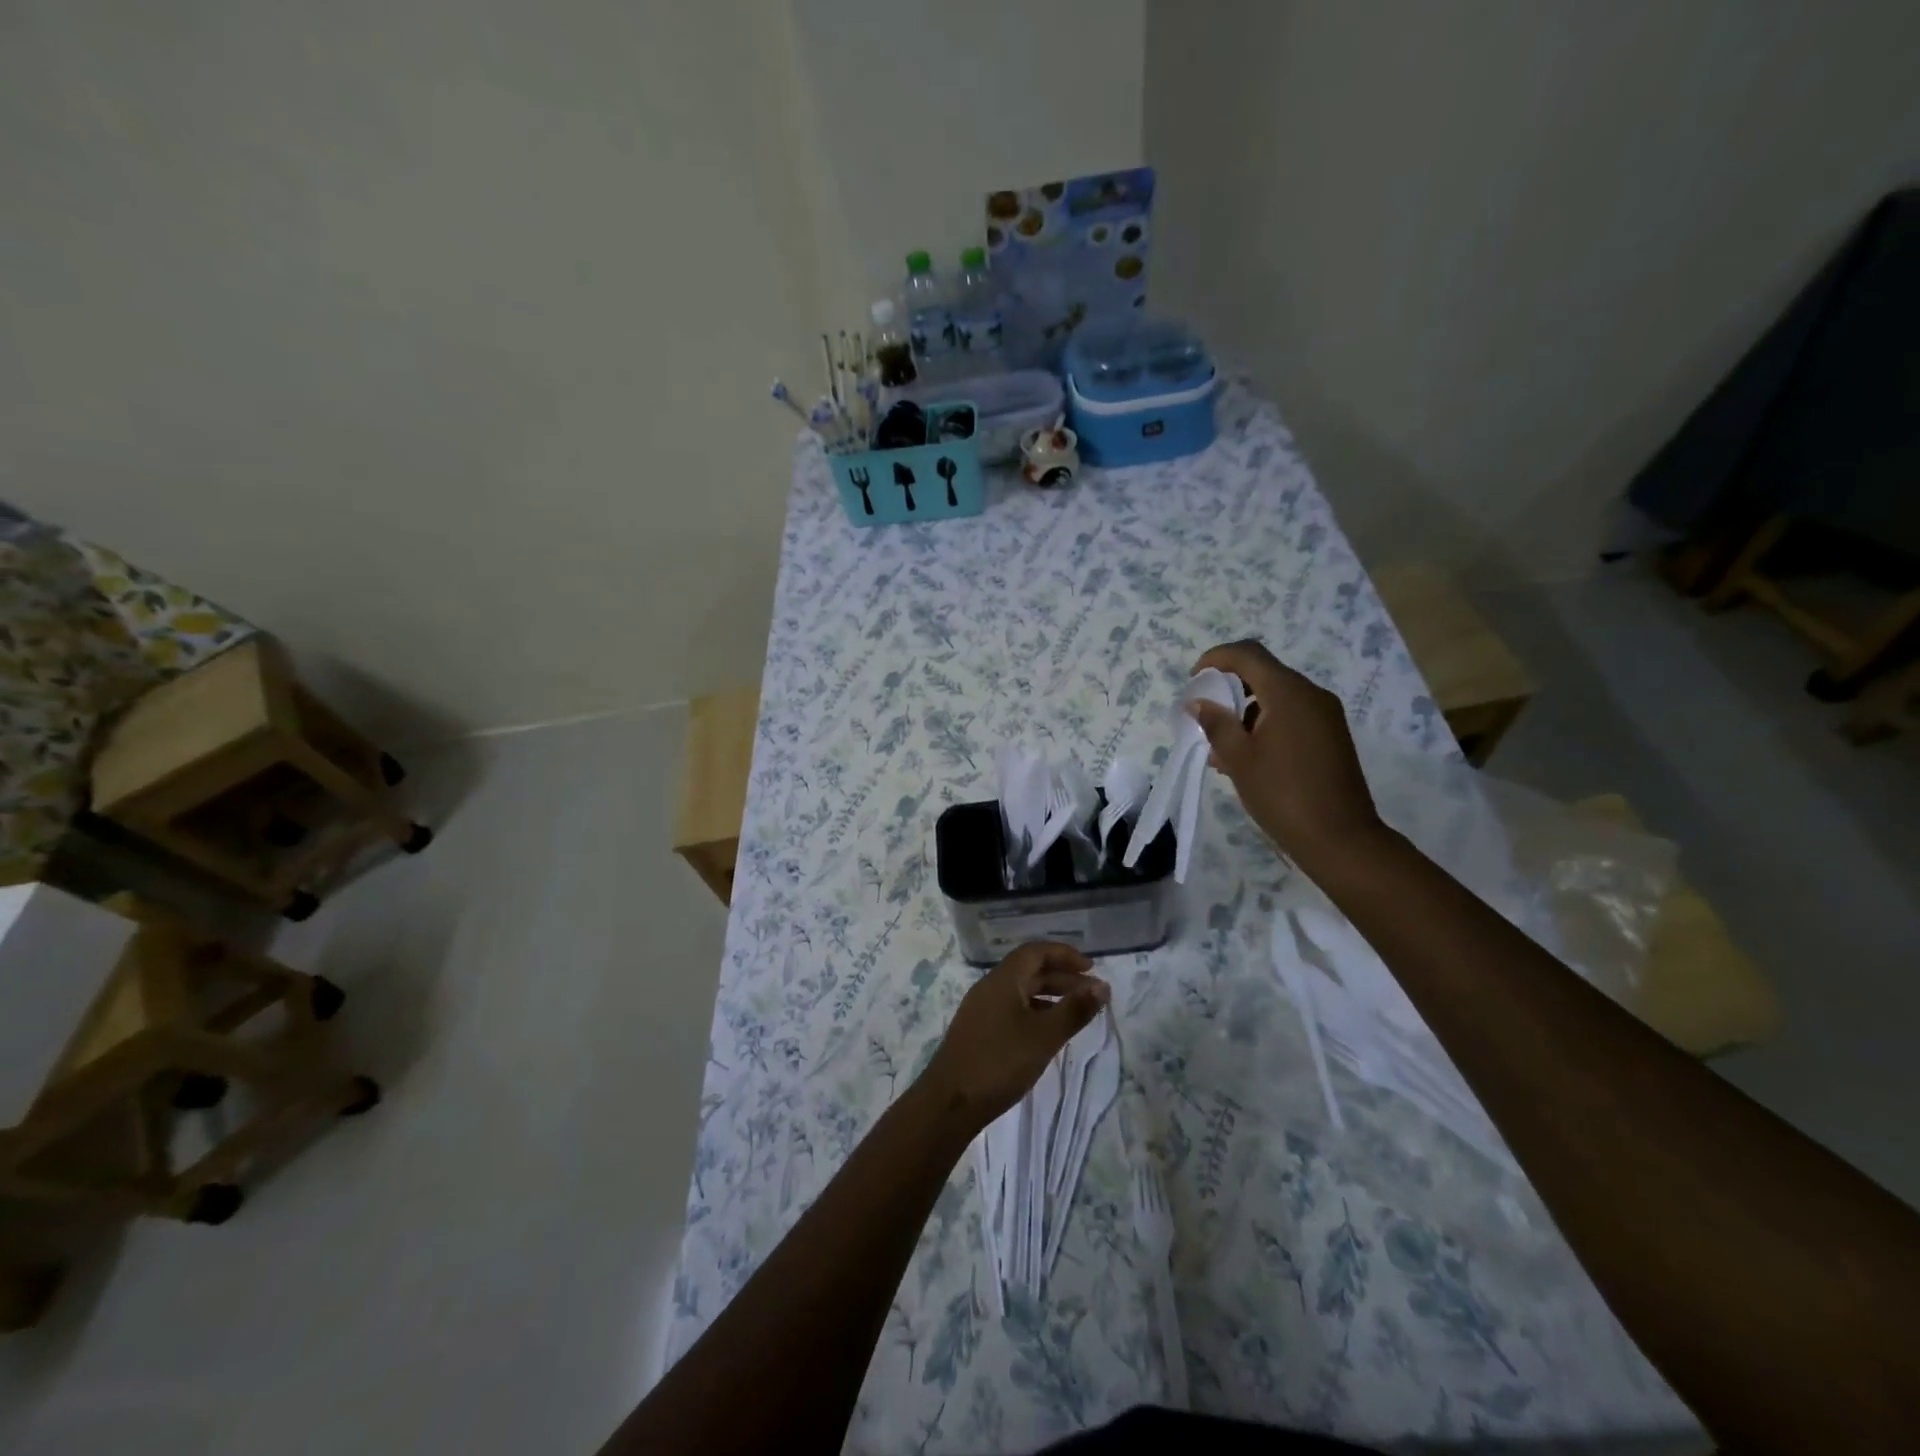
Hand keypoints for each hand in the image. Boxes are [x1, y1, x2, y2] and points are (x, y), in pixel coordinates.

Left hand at [920, 942, 1108, 1128]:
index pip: (1035, 951)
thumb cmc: (999, 1062)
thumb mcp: (1044, 1037)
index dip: (1064, 954)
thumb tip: (1102, 985)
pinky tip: (1048, 1032)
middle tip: (1090, 991)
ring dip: (1049, 995)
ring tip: (1076, 1011)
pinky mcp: (978, 1031)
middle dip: (1061, 976)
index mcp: (1002, 979)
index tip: (1091, 968)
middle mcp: (990, 987)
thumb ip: (1074, 1010)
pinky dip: (1035, 1012)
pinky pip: (1012, 1008)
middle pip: (1029, 969)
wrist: (950, 1102)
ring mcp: (981, 1009)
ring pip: (1020, 991)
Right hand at [1187, 639, 1382, 867]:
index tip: (1193, 681)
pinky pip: (1292, 716)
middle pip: (1263, 674)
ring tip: (1222, 749)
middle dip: (1229, 690)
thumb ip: (1215, 723)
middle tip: (1204, 718)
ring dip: (1245, 712)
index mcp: (1289, 693)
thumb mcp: (1239, 758)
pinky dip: (1265, 725)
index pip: (1248, 654)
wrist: (1340, 839)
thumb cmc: (1282, 795)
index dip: (1216, 659)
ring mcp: (1325, 716)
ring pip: (1277, 698)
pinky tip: (1248, 758)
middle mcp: (1311, 695)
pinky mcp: (1331, 736)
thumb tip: (1198, 701)